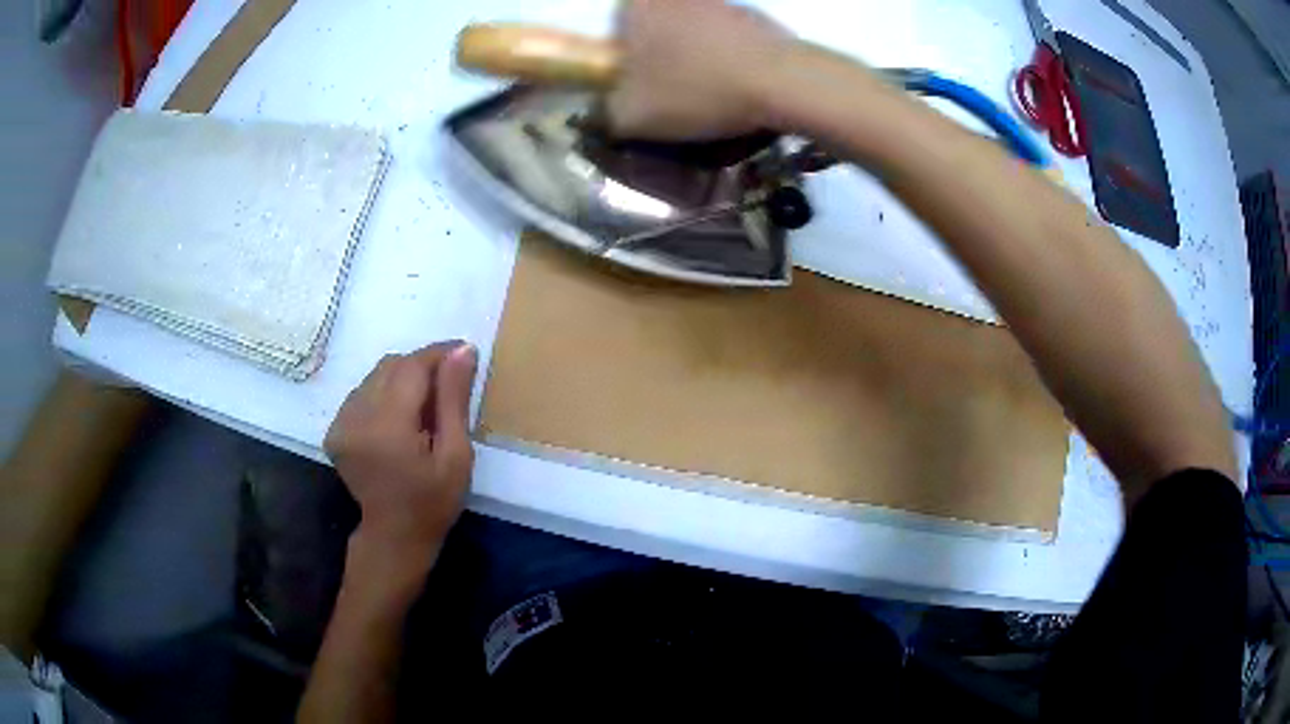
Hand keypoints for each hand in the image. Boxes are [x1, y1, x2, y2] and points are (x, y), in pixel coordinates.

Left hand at [324, 342, 478, 561]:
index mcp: (387, 426)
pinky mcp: (334, 429)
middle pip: (391, 366)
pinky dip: (384, 394)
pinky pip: (363, 392)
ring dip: (402, 379)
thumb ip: (454, 399)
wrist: (394, 535)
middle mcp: (356, 416)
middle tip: (448, 384)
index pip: (411, 367)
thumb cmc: (434, 502)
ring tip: (423, 405)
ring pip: (375, 376)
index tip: (464, 351)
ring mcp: (340, 422)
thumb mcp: (456, 454)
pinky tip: (399, 419)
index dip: (438, 354)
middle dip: (422, 366)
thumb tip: (462, 350)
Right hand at [607, 0, 793, 139]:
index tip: (637, 83)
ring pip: (695, 29)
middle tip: (673, 89)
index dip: (623, 58)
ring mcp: (720, 1)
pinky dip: (730, 55)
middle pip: (657, 26)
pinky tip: (740, 82)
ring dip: (697, 53)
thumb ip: (604, 111)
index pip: (617, 26)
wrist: (779, 83)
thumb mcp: (631, 116)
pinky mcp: (756, 15)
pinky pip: (730, 36)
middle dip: (660, 53)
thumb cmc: (694, 90)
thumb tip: (606, 109)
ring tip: (711, 89)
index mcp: (638, 5)